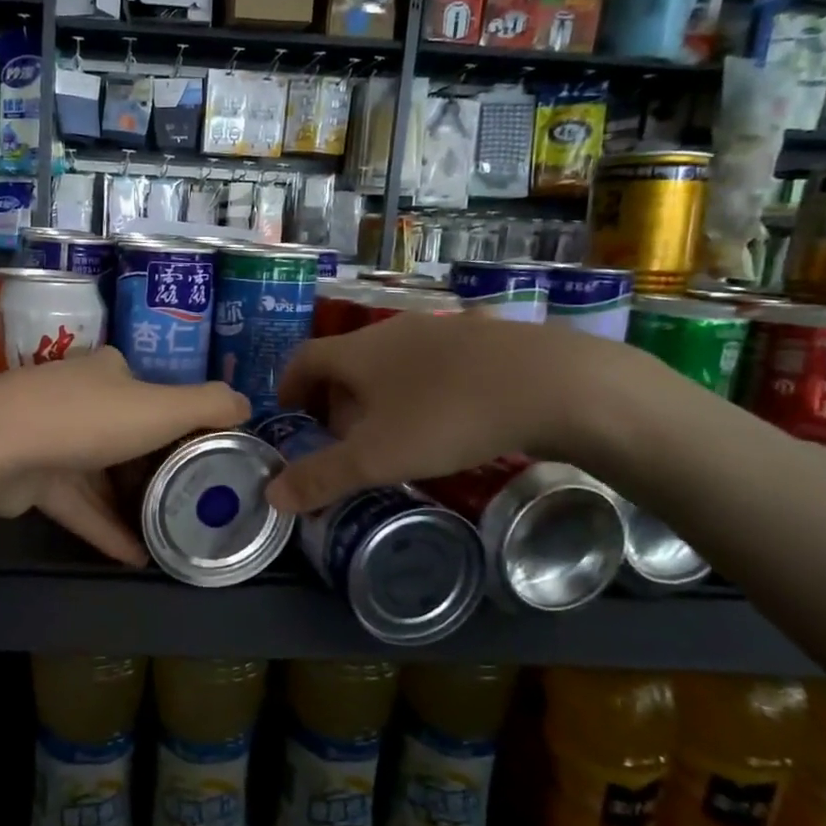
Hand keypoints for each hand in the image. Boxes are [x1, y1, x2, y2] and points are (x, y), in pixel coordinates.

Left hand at [0, 349, 250, 564]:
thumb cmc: (89, 419)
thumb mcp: (162, 407)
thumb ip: (210, 405)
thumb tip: (246, 403)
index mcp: (107, 371)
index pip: (150, 391)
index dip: (178, 420)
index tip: (204, 454)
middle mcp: (77, 397)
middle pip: (126, 435)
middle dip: (156, 469)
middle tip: (190, 500)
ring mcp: (49, 438)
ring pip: (101, 475)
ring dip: (133, 505)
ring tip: (169, 534)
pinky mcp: (32, 478)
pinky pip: (79, 505)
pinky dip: (106, 528)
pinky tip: (137, 558)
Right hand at [263, 313, 628, 514]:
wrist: (553, 384)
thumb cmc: (446, 417)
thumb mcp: (377, 457)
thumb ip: (322, 476)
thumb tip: (272, 496)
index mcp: (359, 351)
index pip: (304, 358)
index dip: (289, 386)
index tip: (290, 417)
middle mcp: (393, 330)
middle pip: (347, 361)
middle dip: (334, 399)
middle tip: (340, 440)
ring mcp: (442, 329)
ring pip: (391, 362)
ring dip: (378, 395)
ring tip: (391, 434)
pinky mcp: (482, 339)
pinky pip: (432, 363)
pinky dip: (419, 388)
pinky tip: (444, 419)